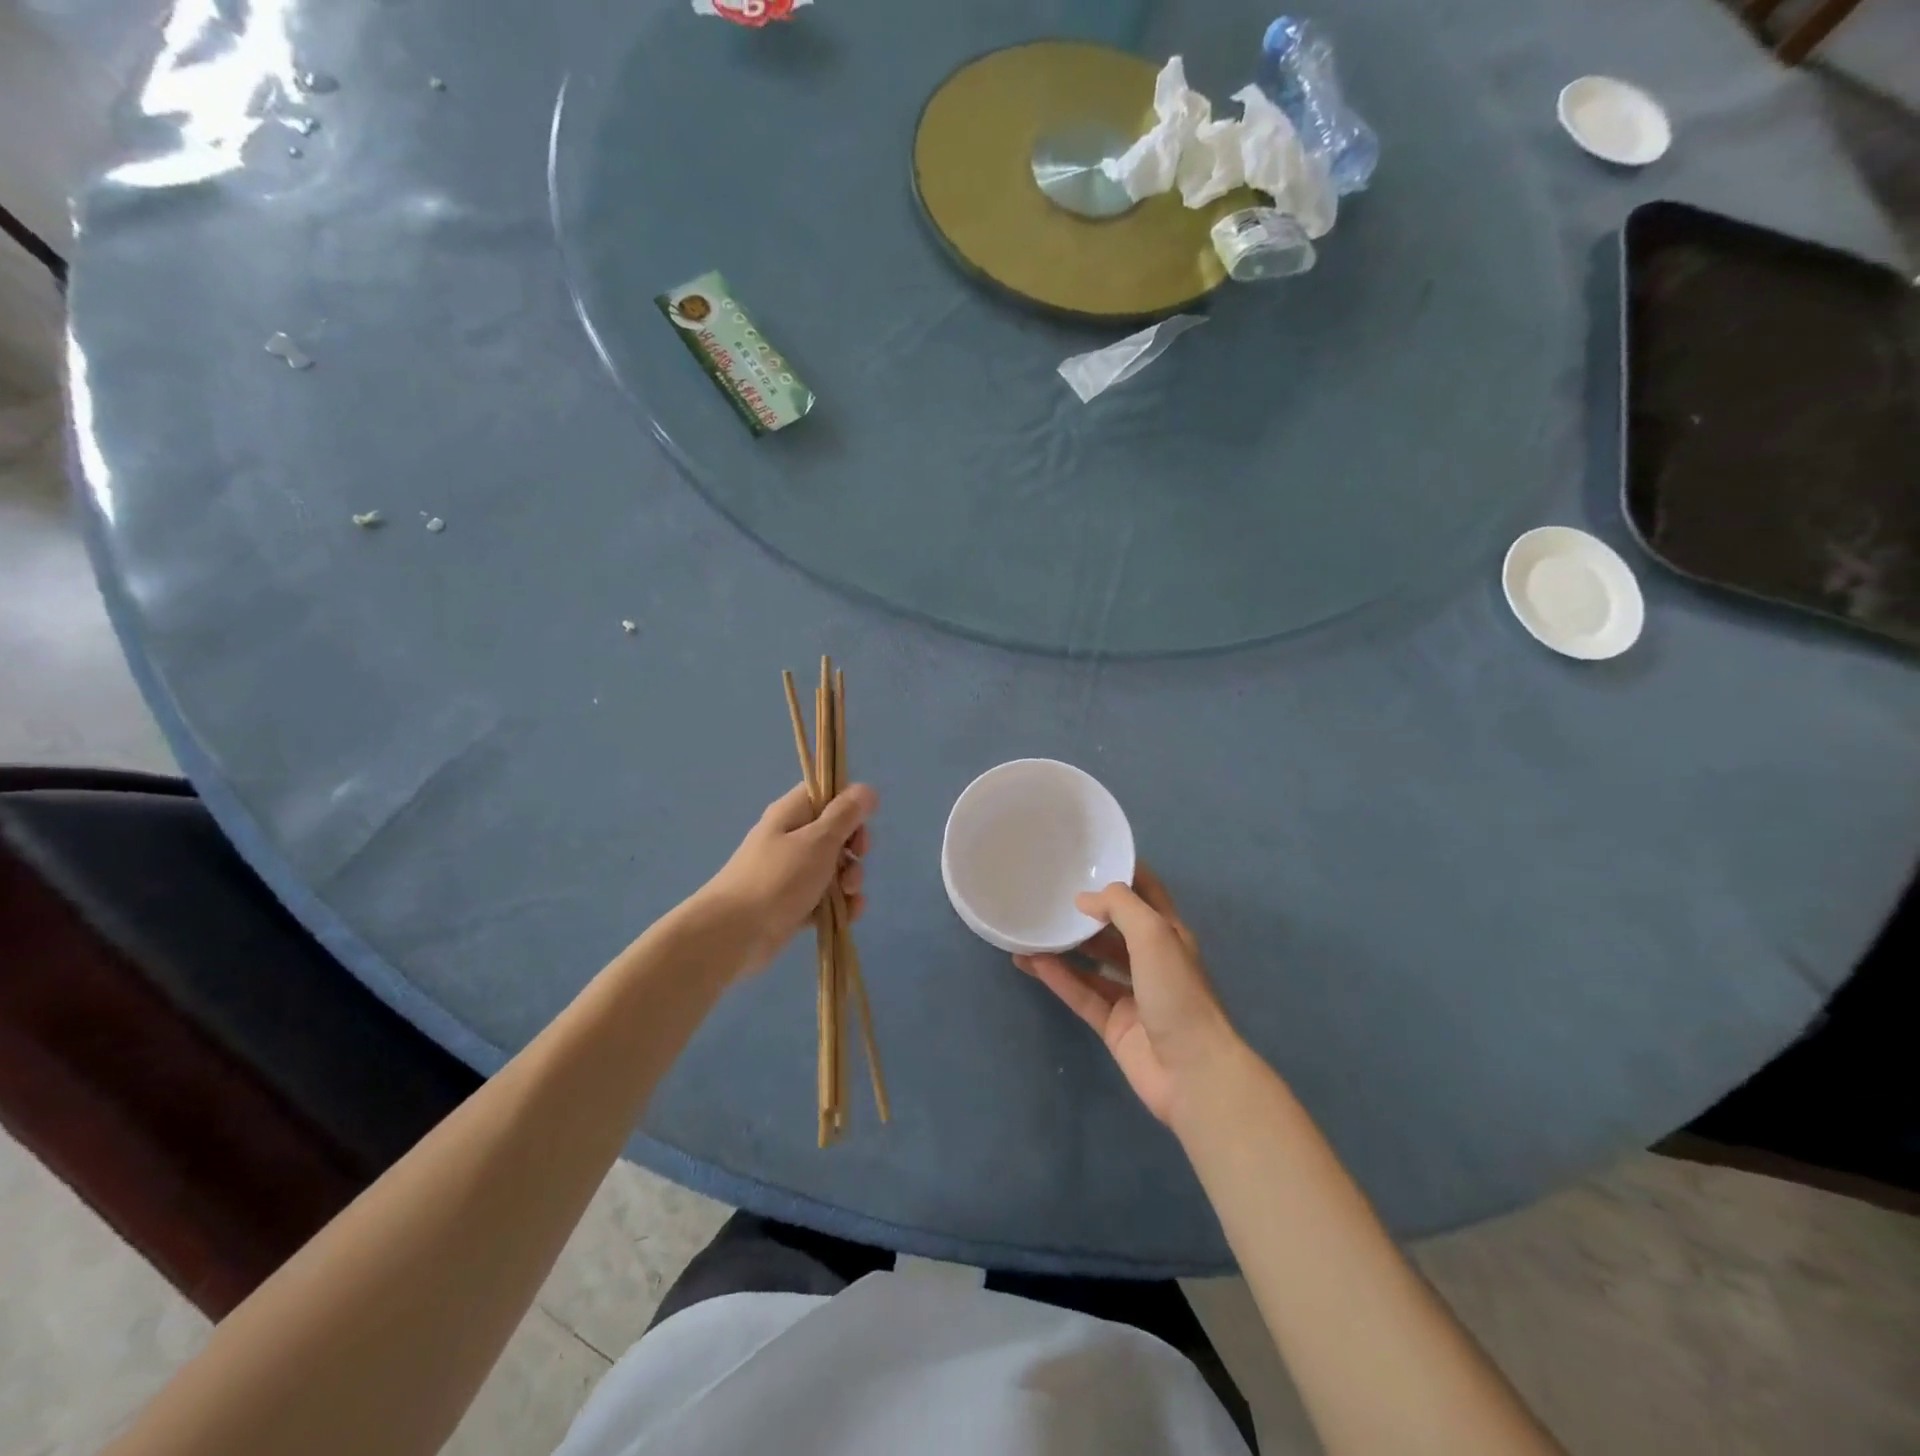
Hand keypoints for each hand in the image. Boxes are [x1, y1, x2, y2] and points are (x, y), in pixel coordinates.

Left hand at [697, 782, 874, 976]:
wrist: (732, 934)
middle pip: (835, 832)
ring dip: (850, 880)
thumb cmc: (778, 879)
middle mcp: (790, 838)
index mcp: (791, 814)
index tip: (860, 824)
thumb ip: (845, 815)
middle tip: (855, 860)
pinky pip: (824, 898)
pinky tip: (848, 915)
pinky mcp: (792, 904)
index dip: (848, 805)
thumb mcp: (818, 841)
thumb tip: (867, 789)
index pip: (825, 794)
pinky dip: (839, 905)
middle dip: (854, 849)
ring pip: (833, 868)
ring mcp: (790, 873)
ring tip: (849, 896)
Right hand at [1015, 864, 1235, 1124]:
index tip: (1090, 857)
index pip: (1147, 893)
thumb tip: (1084, 899)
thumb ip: (1120, 907)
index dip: (1123, 873)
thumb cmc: (1177, 993)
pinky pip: (1080, 993)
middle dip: (1087, 912)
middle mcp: (1151, 960)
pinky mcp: (1113, 1024)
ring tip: (1032, 928)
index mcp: (1170, 935)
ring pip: (1092, 962)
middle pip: (1115, 928)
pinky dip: (1057, 978)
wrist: (1192, 1072)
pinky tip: (1030, 962)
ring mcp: (1132, 994)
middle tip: (1049, 893)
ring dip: (1065, 946)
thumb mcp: (1154, 934)